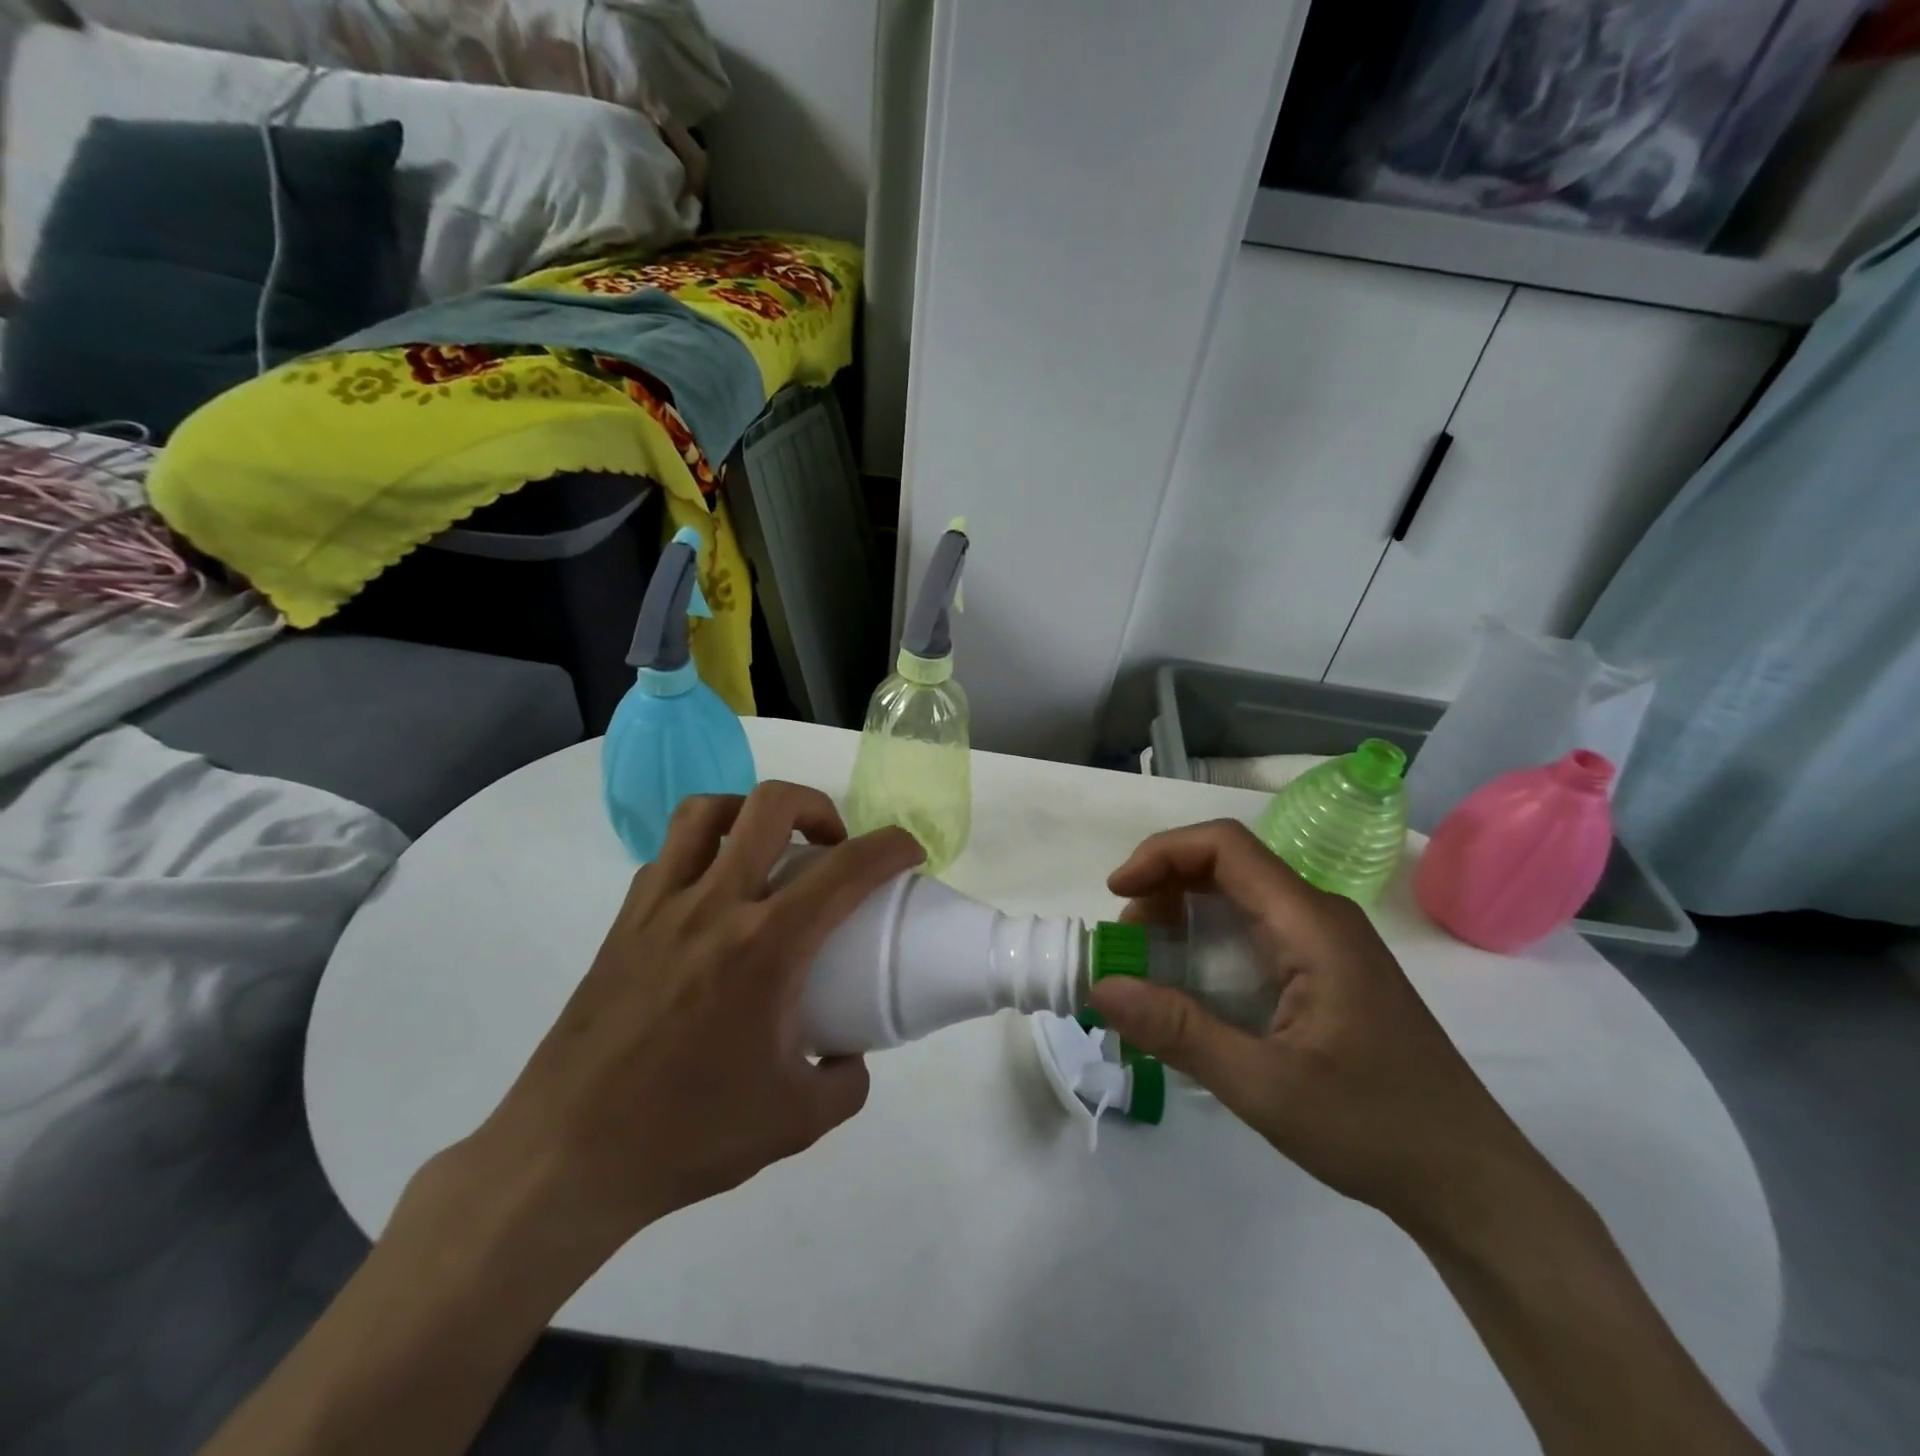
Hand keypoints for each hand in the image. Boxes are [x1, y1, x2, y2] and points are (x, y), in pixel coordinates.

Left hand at [455, 783, 924, 1264]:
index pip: (847, 868)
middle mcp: (714, 906)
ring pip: (707, 811)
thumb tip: (850, 1056)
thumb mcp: (798, 1121)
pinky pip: (669, 854)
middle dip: (820, 807)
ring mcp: (660, 906)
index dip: (891, 847)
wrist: (567, 1158)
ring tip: (769, 849)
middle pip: (771, 805)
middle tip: (834, 846)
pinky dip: (705, 849)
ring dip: (752, 813)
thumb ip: (845, 1082)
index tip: (909, 853)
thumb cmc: (689, 1135)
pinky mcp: (623, 922)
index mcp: (767, 947)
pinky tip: (714, 896)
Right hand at [1088, 820, 1547, 1241]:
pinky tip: (1191, 991)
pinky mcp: (1328, 973)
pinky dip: (1208, 944)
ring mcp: (1327, 944)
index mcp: (1310, 924)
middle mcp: (1319, 917)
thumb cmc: (1374, 1127)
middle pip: (1228, 866)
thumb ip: (1179, 1032)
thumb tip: (1100, 987)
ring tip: (1147, 965)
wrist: (1472, 1183)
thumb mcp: (1263, 1086)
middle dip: (1164, 888)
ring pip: (1240, 899)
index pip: (1225, 846)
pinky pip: (1256, 933)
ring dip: (1183, 917)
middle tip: (1127, 942)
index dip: (1162, 854)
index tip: (1117, 892)